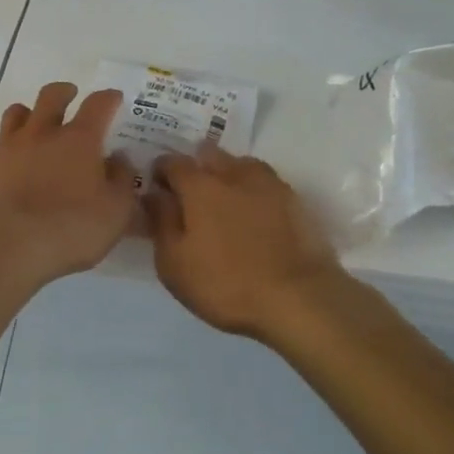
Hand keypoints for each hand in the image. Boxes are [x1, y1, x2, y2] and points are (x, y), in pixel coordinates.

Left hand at [0, 83, 133, 286]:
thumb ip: (122, 181)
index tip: (114, 98)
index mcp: (78, 139)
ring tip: (35, 122)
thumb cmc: (70, 228)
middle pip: (50, 97)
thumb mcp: (116, 211)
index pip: (97, 105)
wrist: (6, 248)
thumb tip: (119, 160)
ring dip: (27, 114)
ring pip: (14, 115)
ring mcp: (8, 151)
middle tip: (71, 94)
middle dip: (63, 92)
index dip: (108, 98)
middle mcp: (41, 135)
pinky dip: (1, 158)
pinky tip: (7, 168)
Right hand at [146, 147, 345, 339]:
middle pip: (209, 154)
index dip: (160, 171)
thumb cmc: (226, 284)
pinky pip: (265, 182)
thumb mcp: (175, 263)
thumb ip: (161, 222)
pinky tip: (254, 210)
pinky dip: (253, 189)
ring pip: (240, 164)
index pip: (172, 162)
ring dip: (227, 173)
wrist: (299, 298)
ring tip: (224, 199)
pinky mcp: (294, 200)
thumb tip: (154, 194)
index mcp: (200, 186)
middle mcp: (233, 174)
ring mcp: (268, 184)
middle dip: (195, 165)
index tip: (157, 187)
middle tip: (190, 193)